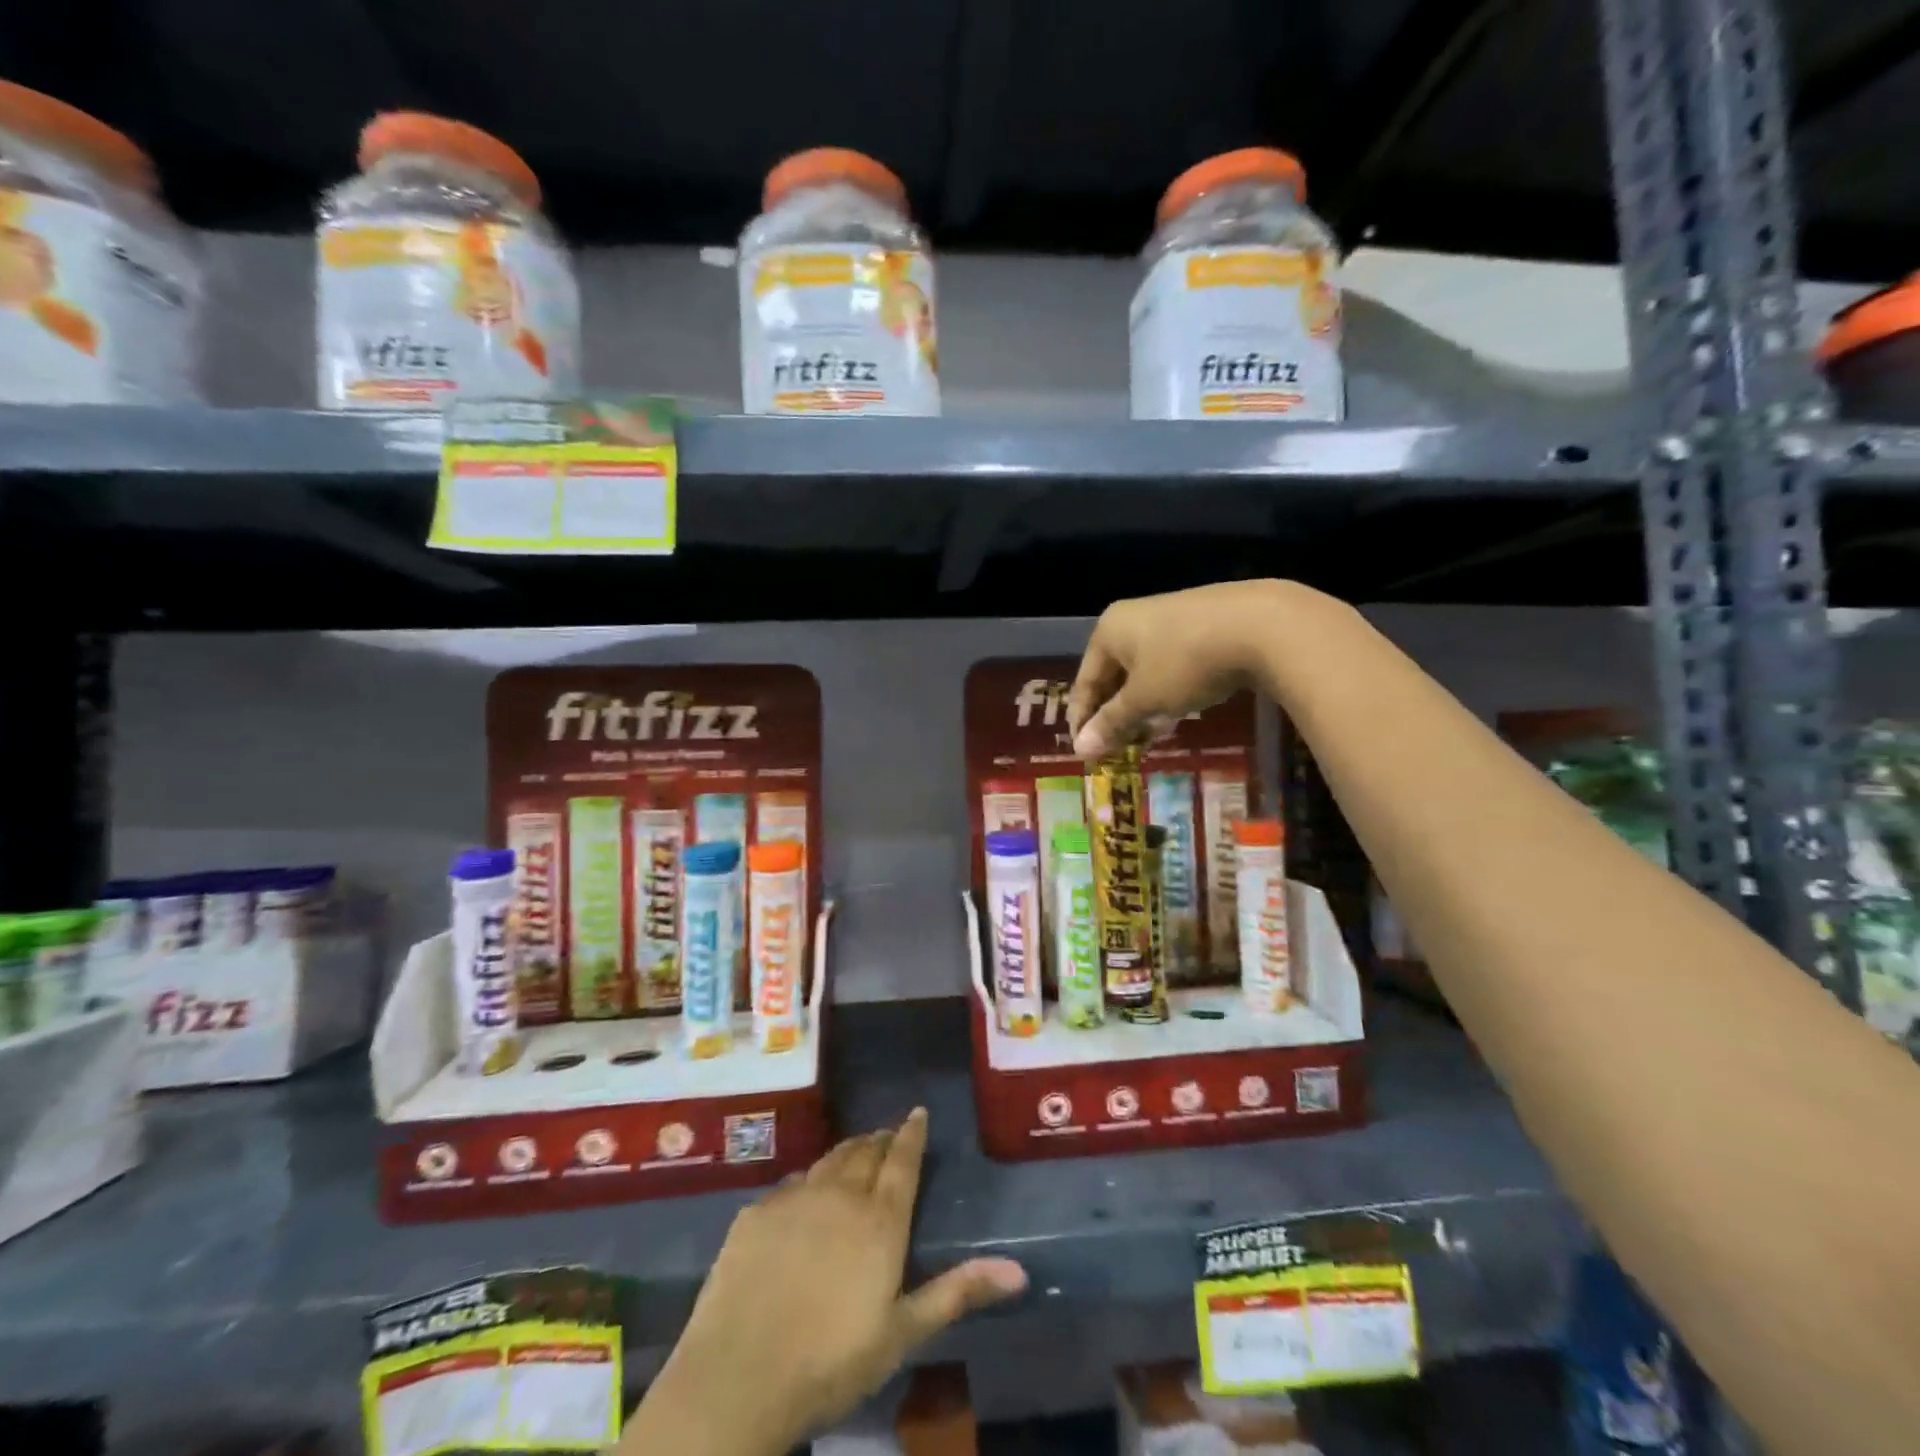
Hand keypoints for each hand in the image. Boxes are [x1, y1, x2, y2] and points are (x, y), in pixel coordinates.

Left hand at [628, 1110, 1026, 1455]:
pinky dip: (808, 1180)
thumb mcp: (902, 1333)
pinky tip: (805, 1193)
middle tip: (888, 1135)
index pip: (902, 1160)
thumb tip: (1020, 1270)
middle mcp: (840, 1194)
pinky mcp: (756, 1211)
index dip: (911, 1133)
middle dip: (880, 1139)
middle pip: (865, 1151)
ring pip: (828, 1159)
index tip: (918, 1111)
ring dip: (847, 1152)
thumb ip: (958, 1292)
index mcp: (879, 1219)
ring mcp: (794, 1197)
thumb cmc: (831, 1362)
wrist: (738, 1377)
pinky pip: (791, 1183)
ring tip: (855, 1152)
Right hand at [1068, 579, 1289, 759]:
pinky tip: (1177, 710)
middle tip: (1116, 748)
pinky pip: (1170, 663)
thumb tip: (1080, 749)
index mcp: (1109, 631)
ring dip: (1140, 705)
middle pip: (1113, 674)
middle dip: (1114, 714)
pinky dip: (1166, 690)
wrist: (1261, 624)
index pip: (1085, 681)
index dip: (1082, 720)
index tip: (1085, 753)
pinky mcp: (1200, 623)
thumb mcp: (1145, 699)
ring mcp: (1169, 617)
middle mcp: (1133, 618)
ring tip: (1146, 735)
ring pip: (1142, 670)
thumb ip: (1112, 723)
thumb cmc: (1185, 663)